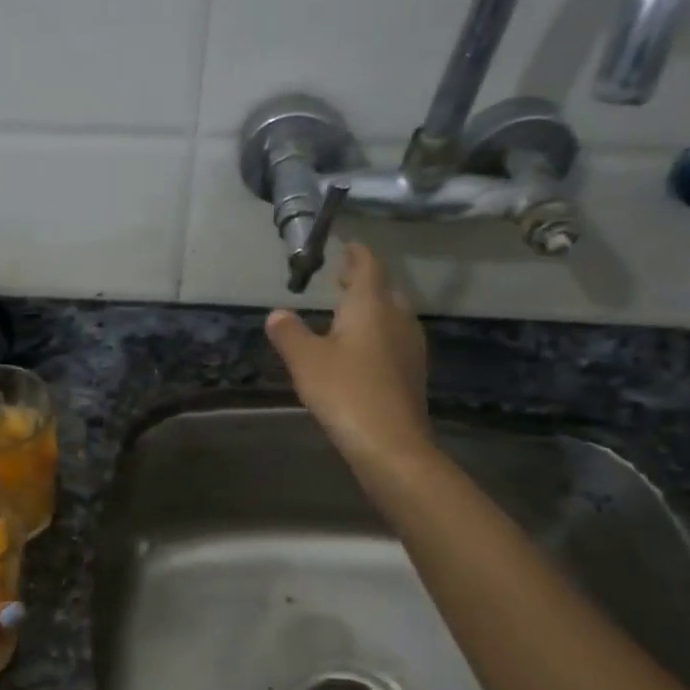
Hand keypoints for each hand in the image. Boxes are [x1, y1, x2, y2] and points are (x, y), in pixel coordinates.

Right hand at [266, 242, 436, 477]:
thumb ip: (289, 333)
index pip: (367, 266)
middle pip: (383, 288)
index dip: (356, 253)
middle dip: (362, 280)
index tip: (345, 245)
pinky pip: (393, 338)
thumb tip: (277, 313)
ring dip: (371, 307)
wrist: (390, 443)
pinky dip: (376, 332)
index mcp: (371, 305)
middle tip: (341, 278)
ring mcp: (410, 345)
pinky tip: (361, 349)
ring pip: (391, 314)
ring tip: (347, 311)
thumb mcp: (305, 360)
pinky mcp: (412, 371)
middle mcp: (397, 317)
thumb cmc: (345, 392)